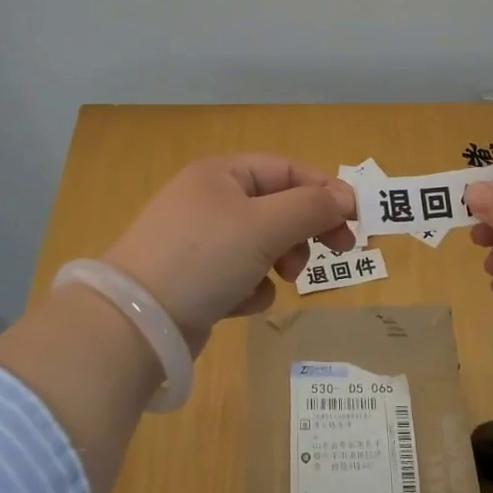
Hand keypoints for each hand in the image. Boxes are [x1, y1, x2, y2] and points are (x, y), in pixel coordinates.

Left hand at [103, 154, 355, 344]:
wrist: (136, 323)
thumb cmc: (204, 258)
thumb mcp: (264, 225)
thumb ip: (310, 208)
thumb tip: (344, 199)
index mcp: (222, 173)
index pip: (287, 170)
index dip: (324, 190)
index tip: (356, 219)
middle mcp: (209, 200)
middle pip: (277, 207)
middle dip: (304, 230)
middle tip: (337, 251)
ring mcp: (200, 242)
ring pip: (263, 244)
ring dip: (279, 260)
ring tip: (281, 279)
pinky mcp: (195, 280)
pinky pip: (240, 275)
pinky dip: (251, 288)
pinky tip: (242, 303)